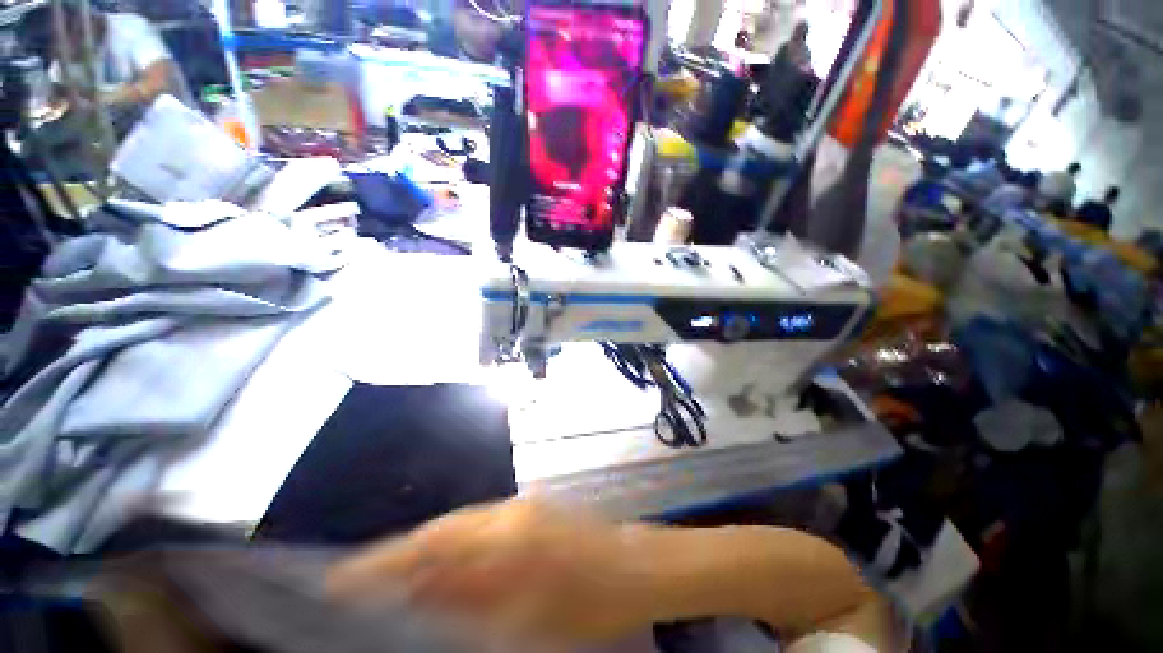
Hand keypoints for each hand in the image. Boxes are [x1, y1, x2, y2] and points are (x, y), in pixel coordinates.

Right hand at [328, 500, 657, 643]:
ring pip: (463, 524)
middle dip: (404, 552)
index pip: (433, 543)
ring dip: (431, 547)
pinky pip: (483, 524)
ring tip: (400, 574)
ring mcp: (523, 504)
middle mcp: (510, 510)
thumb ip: (469, 601)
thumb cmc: (587, 604)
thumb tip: (418, 593)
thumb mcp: (525, 619)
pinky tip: (450, 563)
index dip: (386, 559)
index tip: (343, 575)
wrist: (633, 567)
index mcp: (506, 537)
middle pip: (445, 528)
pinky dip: (459, 542)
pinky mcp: (532, 507)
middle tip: (365, 577)